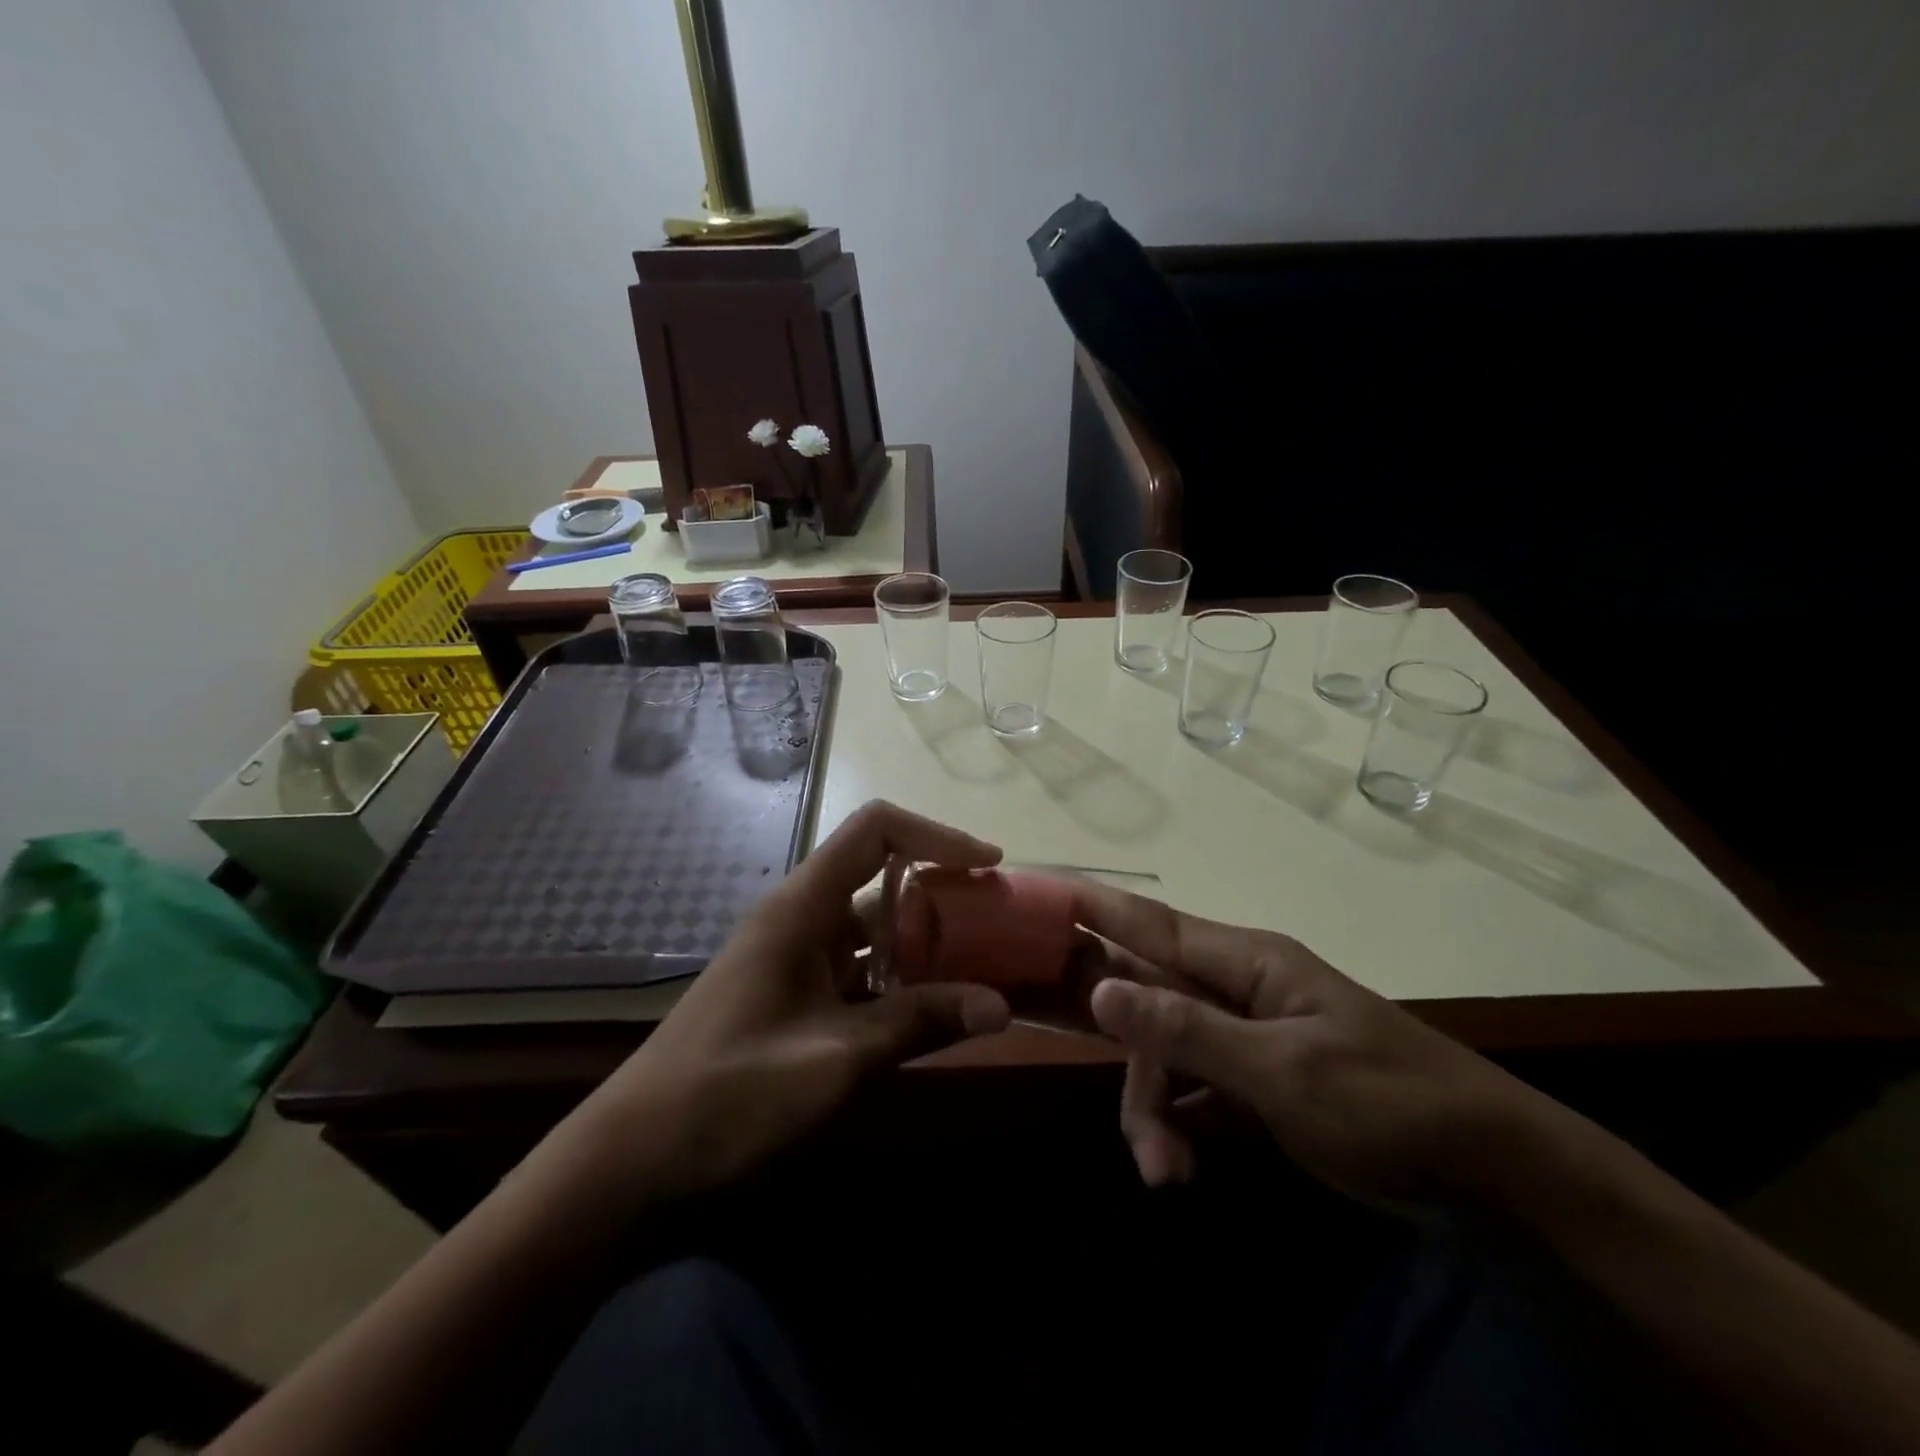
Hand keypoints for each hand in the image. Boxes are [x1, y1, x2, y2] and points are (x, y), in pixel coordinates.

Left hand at [556, 802, 1012, 1206]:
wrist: (634, 1159)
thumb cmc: (731, 1094)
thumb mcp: (836, 1058)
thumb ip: (918, 1022)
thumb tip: (1002, 1006)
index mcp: (802, 906)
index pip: (875, 831)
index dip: (936, 836)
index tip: (987, 866)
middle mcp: (799, 917)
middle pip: (880, 876)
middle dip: (940, 893)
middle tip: (996, 923)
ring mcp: (794, 957)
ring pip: (872, 928)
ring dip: (923, 942)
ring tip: (980, 967)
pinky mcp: (792, 994)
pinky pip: (857, 969)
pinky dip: (897, 980)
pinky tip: (931, 1012)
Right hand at [1072, 882, 1565, 1207]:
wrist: (1490, 1176)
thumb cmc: (1387, 1103)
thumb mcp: (1282, 1071)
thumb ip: (1188, 1029)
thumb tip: (1101, 988)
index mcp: (1244, 961)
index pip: (1150, 923)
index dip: (1092, 907)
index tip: (1037, 893)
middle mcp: (1235, 988)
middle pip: (1146, 1000)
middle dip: (1126, 1056)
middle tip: (1124, 1127)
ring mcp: (1244, 1035)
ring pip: (1164, 1053)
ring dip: (1154, 1109)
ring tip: (1165, 1173)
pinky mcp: (1254, 1081)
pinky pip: (1192, 1089)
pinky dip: (1179, 1125)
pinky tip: (1180, 1167)